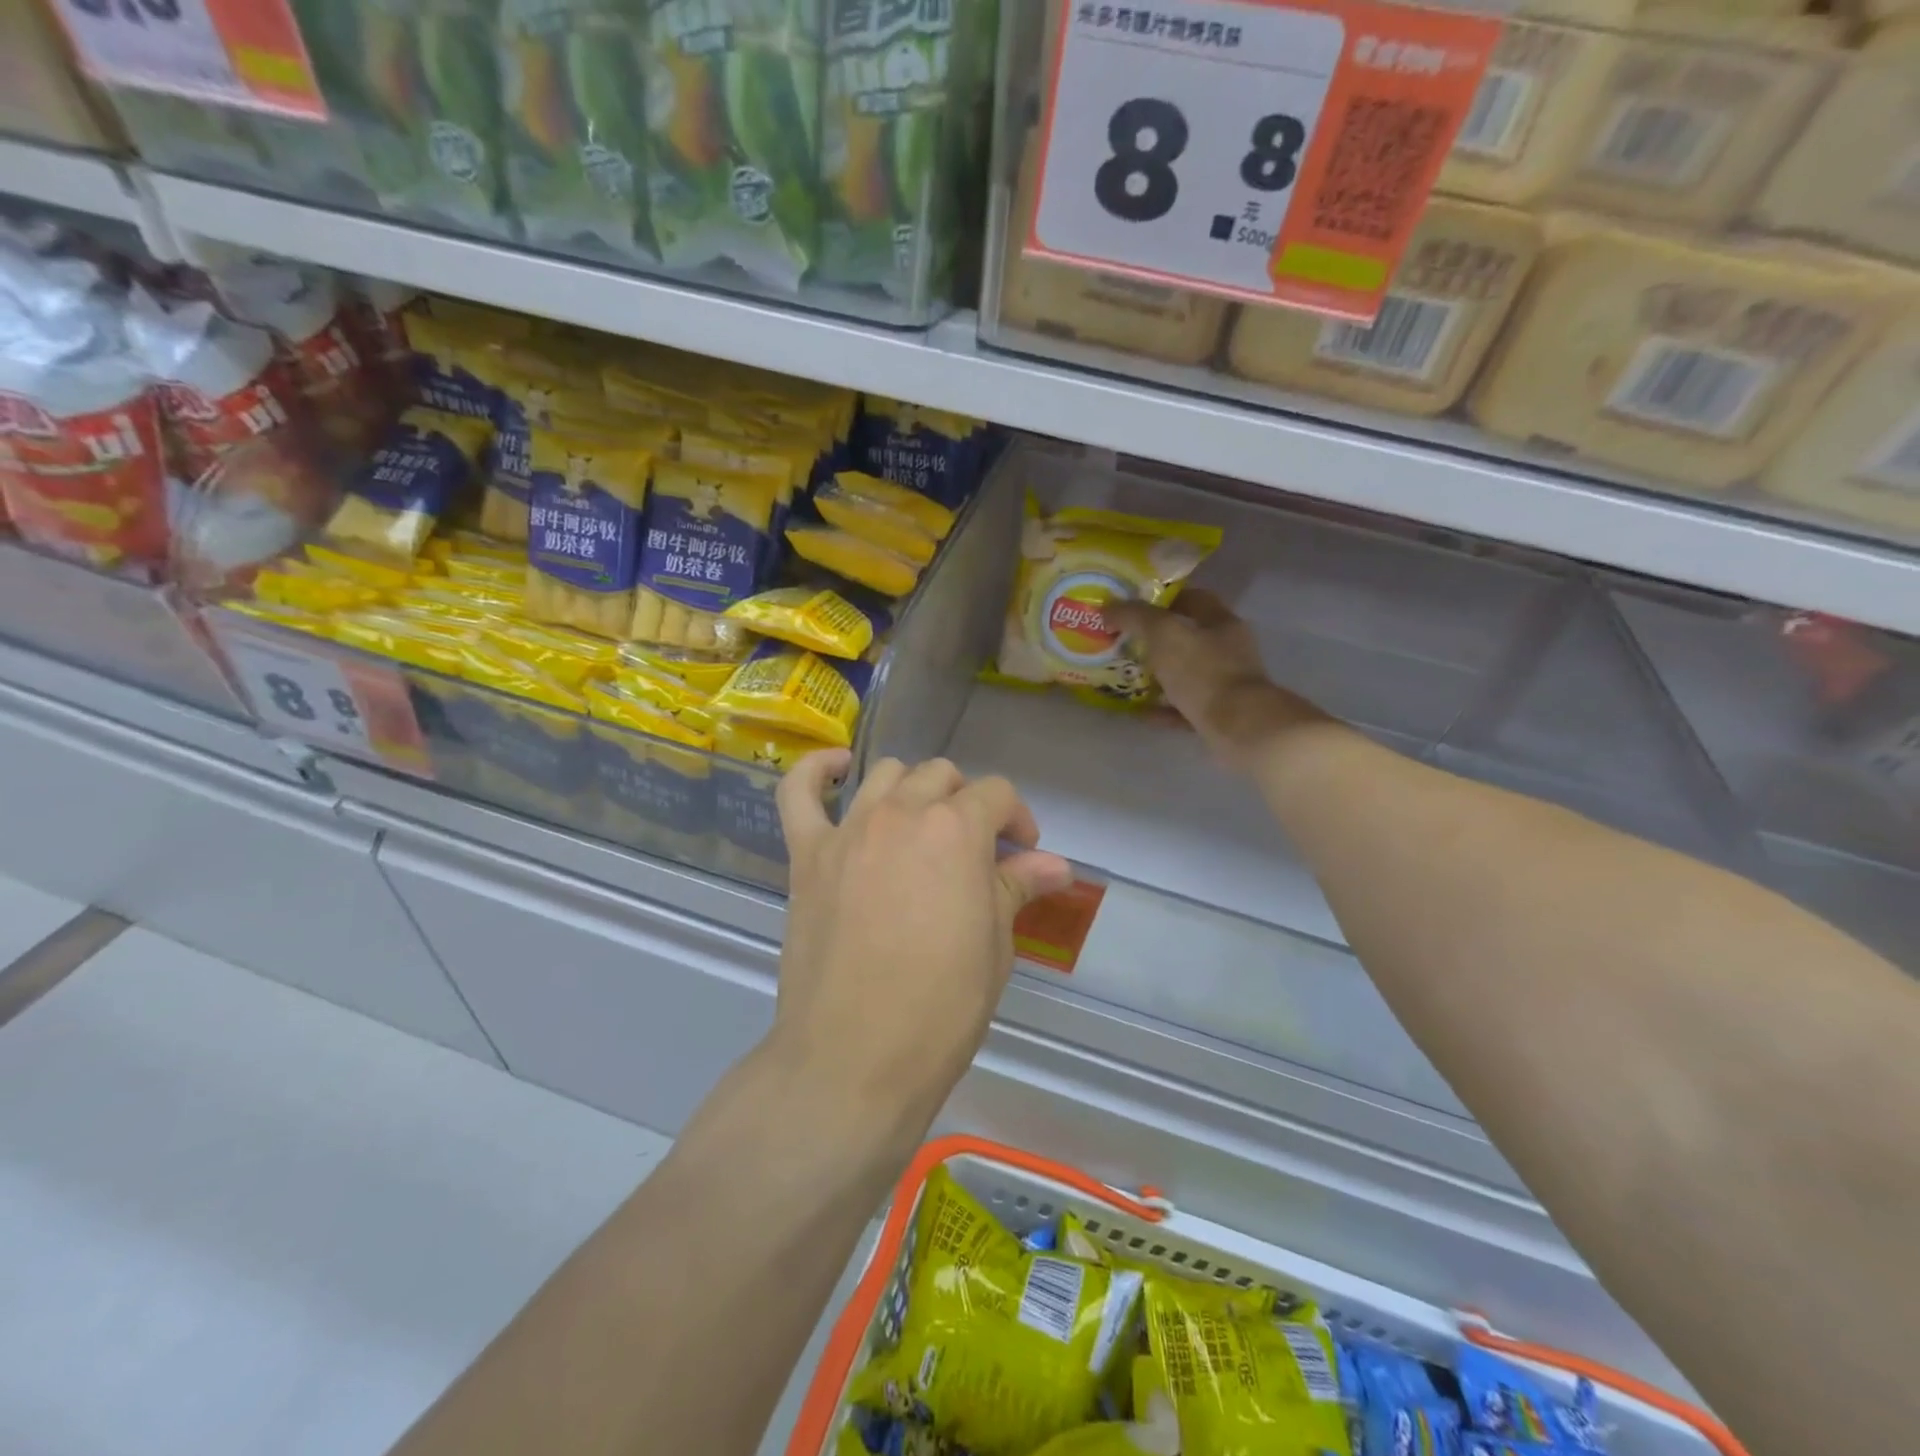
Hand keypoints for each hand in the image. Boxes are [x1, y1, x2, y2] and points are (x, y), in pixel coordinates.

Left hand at [773, 751, 1073, 1128]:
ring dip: (912, 790)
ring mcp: (848, 830)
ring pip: (885, 775)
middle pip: (941, 776)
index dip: (1017, 820)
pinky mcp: (806, 855)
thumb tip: (1055, 865)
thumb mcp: (994, 945)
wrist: (854, 1058)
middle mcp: (901, 813)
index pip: (996, 794)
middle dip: (967, 803)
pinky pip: (798, 793)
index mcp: (956, 830)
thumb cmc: (941, 1007)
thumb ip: (1016, 887)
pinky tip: (837, 771)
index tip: (1023, 856)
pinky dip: (816, 772)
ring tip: (920, 828)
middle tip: (975, 851)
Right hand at [1111, 590, 1325, 770]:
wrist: (1240, 728)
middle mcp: (1229, 649)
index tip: (1134, 605)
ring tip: (1129, 677)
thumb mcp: (1163, 635)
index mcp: (1221, 622)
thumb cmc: (1203, 672)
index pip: (1193, 598)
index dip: (1163, 598)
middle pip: (1190, 637)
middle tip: (1125, 642)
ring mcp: (1228, 684)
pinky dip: (1165, 708)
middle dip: (1157, 639)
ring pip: (1188, 673)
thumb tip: (1107, 607)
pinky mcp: (1222, 715)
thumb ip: (1135, 617)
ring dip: (1160, 675)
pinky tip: (1141, 712)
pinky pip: (1187, 707)